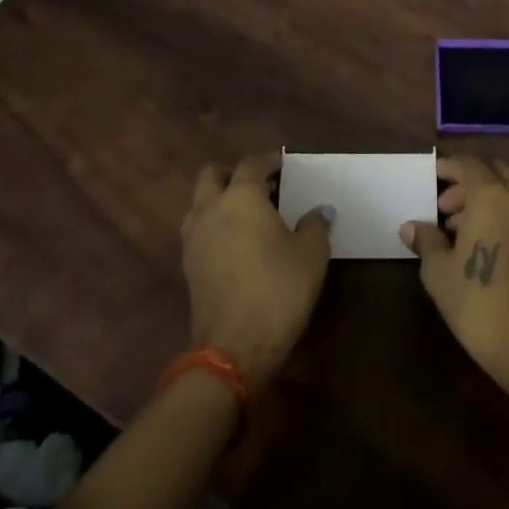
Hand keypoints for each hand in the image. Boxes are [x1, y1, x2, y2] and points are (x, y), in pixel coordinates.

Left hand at [182, 152, 331, 390]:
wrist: (234, 348)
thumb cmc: (278, 289)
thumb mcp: (311, 254)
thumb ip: (315, 225)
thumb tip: (319, 211)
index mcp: (241, 196)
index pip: (252, 164)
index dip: (269, 161)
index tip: (284, 165)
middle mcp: (211, 209)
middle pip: (212, 175)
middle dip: (233, 174)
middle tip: (259, 186)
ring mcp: (194, 238)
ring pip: (200, 203)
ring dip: (219, 200)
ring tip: (248, 216)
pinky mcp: (188, 266)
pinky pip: (199, 230)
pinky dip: (214, 226)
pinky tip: (237, 243)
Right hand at [402, 154, 508, 401]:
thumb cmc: (480, 304)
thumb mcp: (439, 273)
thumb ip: (426, 241)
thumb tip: (411, 227)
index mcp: (492, 195)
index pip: (468, 165)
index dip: (448, 167)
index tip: (432, 177)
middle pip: (493, 173)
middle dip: (469, 184)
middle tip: (445, 210)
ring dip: (489, 199)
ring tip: (463, 231)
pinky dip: (507, 213)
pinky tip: (489, 244)